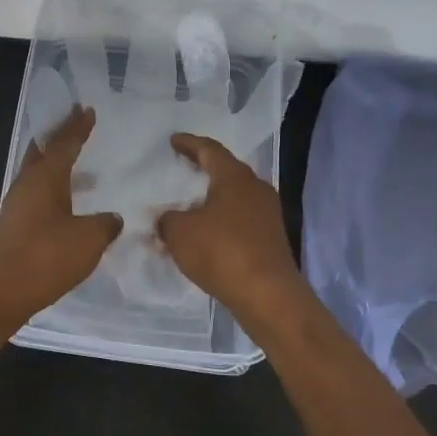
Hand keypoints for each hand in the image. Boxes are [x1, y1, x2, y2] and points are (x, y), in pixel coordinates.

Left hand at [0, 107, 121, 330]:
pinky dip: (52, 189)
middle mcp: (26, 185)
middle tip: (74, 122)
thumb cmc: (43, 258)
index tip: (86, 109)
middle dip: (58, 136)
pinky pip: (35, 195)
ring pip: (37, 173)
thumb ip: (105, 225)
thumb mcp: (87, 241)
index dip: (77, 127)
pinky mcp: (12, 228)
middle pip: (42, 151)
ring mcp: (15, 207)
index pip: (64, 143)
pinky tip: (66, 204)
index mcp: (45, 178)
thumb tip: (113, 217)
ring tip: (76, 162)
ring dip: (55, 163)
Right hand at [156, 134, 311, 327]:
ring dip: (211, 198)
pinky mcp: (270, 238)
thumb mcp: (180, 233)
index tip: (173, 140)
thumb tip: (166, 218)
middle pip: (226, 170)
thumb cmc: (221, 252)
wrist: (268, 295)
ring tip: (188, 203)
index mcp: (235, 177)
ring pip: (233, 197)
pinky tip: (204, 233)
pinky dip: (220, 220)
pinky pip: (239, 219)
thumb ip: (167, 219)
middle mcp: (255, 188)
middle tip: (182, 165)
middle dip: (203, 168)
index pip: (210, 150)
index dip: (189, 143)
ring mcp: (267, 214)